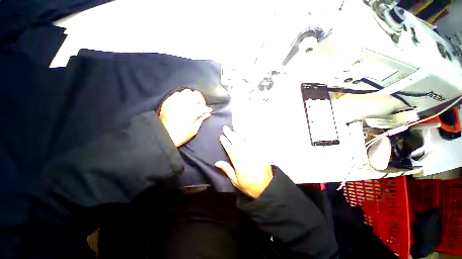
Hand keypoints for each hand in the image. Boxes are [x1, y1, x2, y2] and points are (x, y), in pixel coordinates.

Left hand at [160, 89, 211, 146]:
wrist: (165, 135)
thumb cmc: (180, 135)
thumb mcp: (194, 130)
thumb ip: (201, 119)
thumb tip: (207, 114)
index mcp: (191, 113)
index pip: (202, 107)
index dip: (207, 109)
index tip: (209, 110)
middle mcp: (183, 105)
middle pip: (196, 95)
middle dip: (201, 100)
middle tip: (201, 106)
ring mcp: (175, 102)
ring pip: (187, 92)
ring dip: (192, 97)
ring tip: (192, 103)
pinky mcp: (168, 102)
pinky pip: (177, 93)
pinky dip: (182, 96)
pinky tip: (183, 102)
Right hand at [215, 126, 272, 197]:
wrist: (267, 187)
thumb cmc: (249, 185)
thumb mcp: (236, 180)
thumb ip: (227, 169)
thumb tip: (217, 162)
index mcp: (239, 161)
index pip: (230, 149)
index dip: (225, 142)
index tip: (221, 136)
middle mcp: (246, 154)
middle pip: (237, 142)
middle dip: (230, 134)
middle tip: (226, 128)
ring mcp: (254, 152)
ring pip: (245, 140)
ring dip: (239, 134)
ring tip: (234, 128)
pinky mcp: (260, 152)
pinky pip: (254, 142)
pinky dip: (249, 137)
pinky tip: (246, 133)